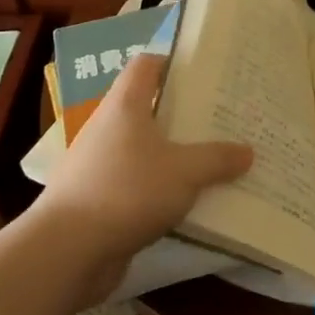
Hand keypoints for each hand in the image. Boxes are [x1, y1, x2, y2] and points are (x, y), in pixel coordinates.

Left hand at [35, 54, 251, 297]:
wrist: (67, 251)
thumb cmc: (127, 191)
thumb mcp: (185, 172)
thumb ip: (218, 159)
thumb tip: (248, 151)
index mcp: (125, 105)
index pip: (146, 65)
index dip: (173, 63)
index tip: (206, 75)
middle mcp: (108, 128)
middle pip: (148, 108)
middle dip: (183, 114)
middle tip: (221, 120)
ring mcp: (99, 165)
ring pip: (144, 150)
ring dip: (173, 156)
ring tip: (213, 162)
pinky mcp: (97, 200)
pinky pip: (137, 185)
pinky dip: (160, 189)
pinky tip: (188, 203)